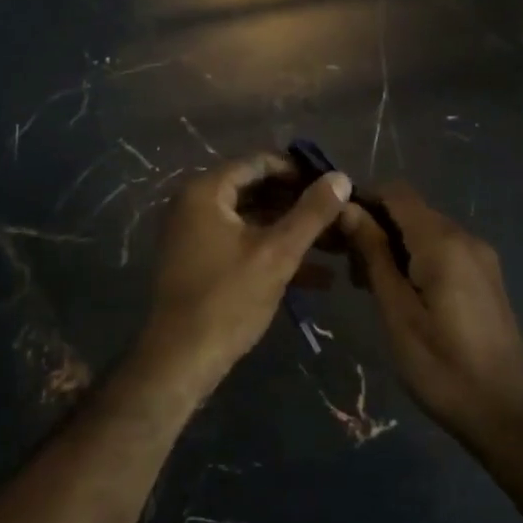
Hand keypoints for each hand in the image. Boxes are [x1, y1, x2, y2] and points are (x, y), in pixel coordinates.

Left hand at [138, 155, 353, 400]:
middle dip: (300, 205)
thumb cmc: (228, 298)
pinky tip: (317, 278)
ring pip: (253, 221)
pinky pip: (243, 245)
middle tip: (339, 216)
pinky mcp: (202, 263)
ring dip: (292, 233)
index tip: (334, 186)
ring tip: (338, 246)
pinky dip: (274, 254)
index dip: (299, 171)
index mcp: (206, 191)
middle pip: (257, 191)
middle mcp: (195, 204)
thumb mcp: (277, 253)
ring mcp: (196, 235)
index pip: (259, 162)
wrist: (181, 359)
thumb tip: (341, 177)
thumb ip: (312, 213)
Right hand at [340, 181, 522, 442]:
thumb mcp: (397, 312)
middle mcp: (465, 237)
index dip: (362, 199)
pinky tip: (398, 292)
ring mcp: (479, 256)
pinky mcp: (484, 276)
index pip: (396, 192)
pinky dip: (413, 257)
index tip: (334, 228)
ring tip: (365, 283)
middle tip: (345, 265)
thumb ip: (373, 255)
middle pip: (410, 210)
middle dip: (374, 225)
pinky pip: (441, 249)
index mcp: (442, 242)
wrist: (508, 413)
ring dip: (392, 244)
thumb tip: (348, 209)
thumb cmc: (442, 366)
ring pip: (425, 230)